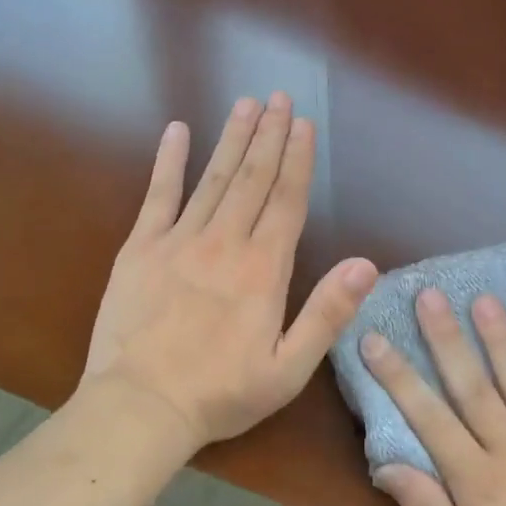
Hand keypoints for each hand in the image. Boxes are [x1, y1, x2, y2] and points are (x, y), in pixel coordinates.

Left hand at [84, 94, 377, 449]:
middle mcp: (225, 242)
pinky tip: (177, 131)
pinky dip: (168, 162)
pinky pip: (157, 196)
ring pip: (213, 178)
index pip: (287, 200)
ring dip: (232, 139)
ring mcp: (179, 241)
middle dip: (269, 135)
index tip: (304, 123)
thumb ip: (327, 313)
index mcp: (263, 269)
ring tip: (247, 104)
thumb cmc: (221, 394)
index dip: (298, 159)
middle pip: (253, 178)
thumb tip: (365, 264)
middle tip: (279, 98)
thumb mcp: (289, 368)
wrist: (140, 407)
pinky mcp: (140, 248)